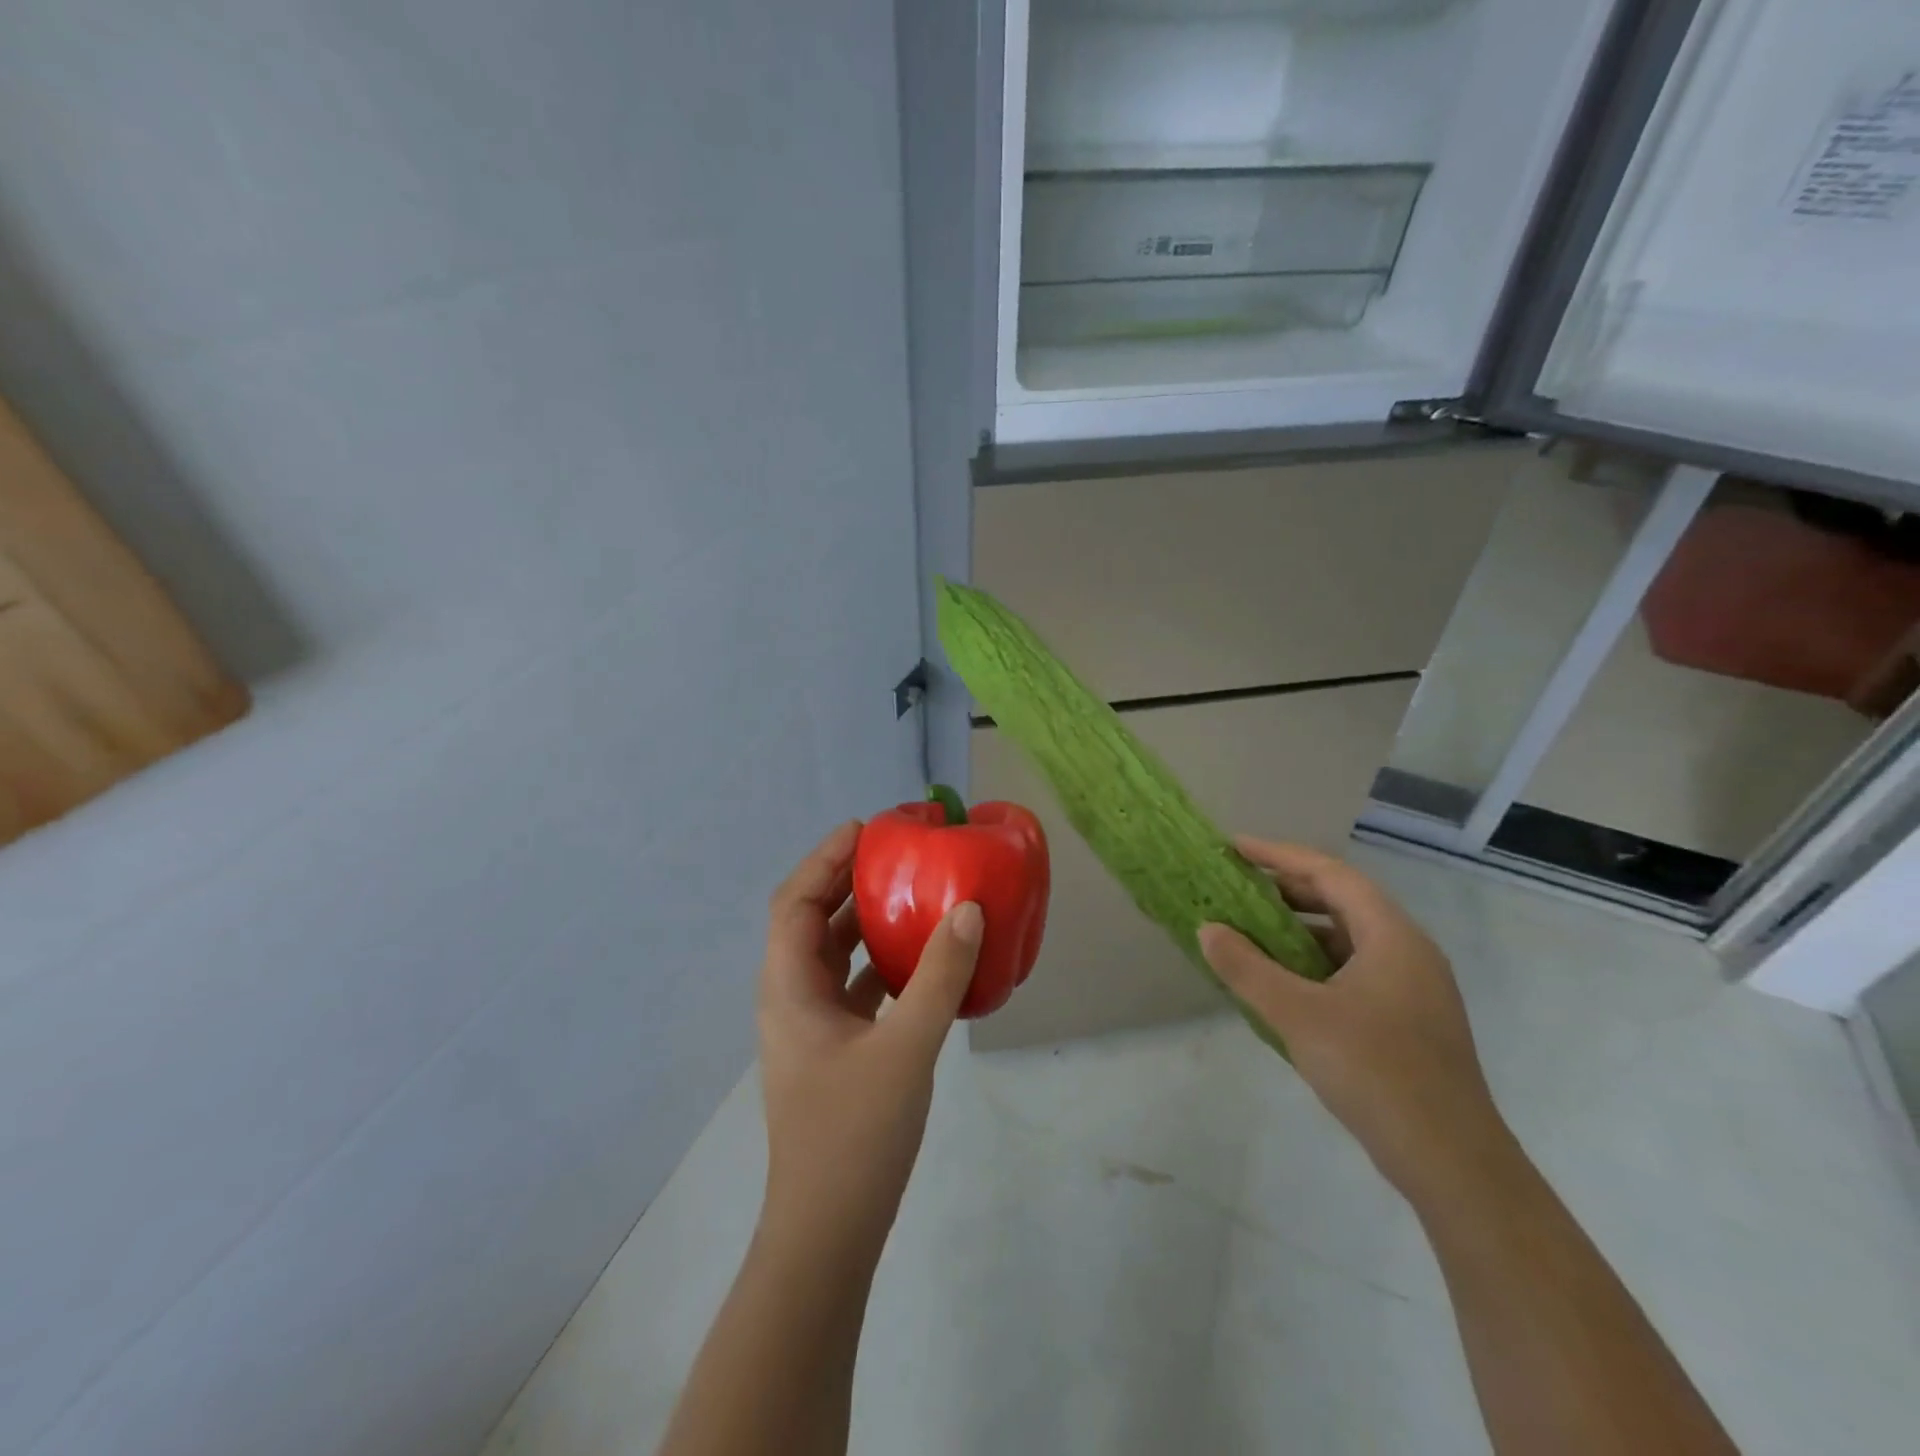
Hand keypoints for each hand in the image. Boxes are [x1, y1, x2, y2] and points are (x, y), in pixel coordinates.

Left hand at [757, 821, 982, 1256]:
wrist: (829, 1232)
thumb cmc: (854, 1134)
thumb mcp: (905, 1048)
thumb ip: (938, 976)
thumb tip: (969, 910)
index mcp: (788, 988)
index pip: (793, 901)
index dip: (824, 859)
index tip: (865, 830)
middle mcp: (791, 998)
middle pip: (811, 921)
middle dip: (847, 882)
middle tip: (895, 855)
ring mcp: (811, 1027)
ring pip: (833, 956)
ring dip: (865, 922)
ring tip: (910, 893)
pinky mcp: (834, 1050)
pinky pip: (854, 988)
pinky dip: (880, 964)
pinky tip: (920, 961)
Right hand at [1199, 838, 1510, 1202]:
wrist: (1452, 1163)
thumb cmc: (1376, 1073)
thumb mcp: (1298, 1016)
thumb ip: (1247, 969)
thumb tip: (1207, 929)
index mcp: (1391, 936)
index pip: (1331, 874)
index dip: (1279, 856)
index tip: (1235, 847)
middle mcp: (1407, 951)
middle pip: (1342, 900)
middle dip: (1287, 889)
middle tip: (1236, 886)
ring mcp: (1411, 987)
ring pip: (1347, 938)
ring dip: (1298, 928)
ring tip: (1250, 930)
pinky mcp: (1407, 1019)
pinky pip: (1352, 969)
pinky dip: (1313, 962)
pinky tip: (1281, 981)